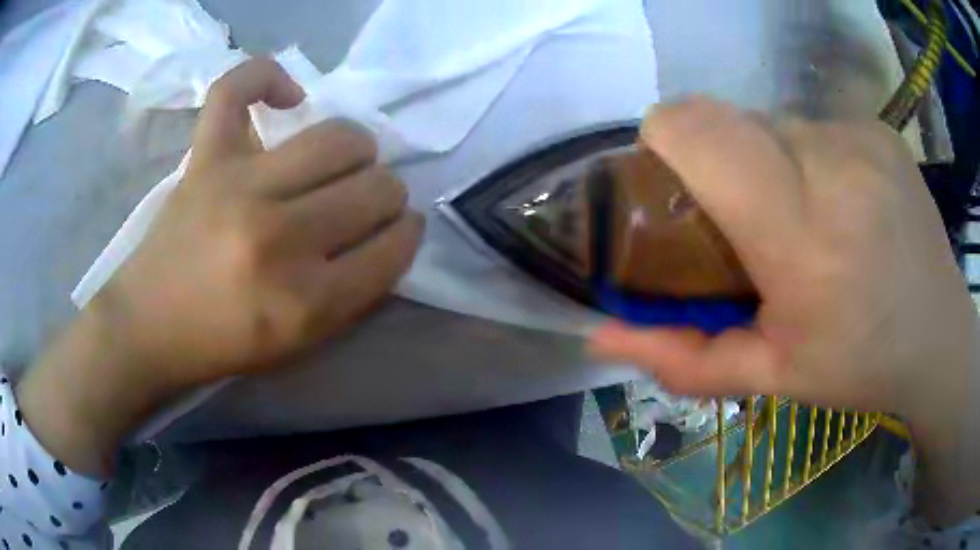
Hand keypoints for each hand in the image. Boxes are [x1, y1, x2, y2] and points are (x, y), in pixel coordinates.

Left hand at [17, 58, 422, 473]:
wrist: (148, 325)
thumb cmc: (222, 343)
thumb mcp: (300, 343)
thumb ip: (354, 293)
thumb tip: (390, 233)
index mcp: (305, 302)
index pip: (392, 249)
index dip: (407, 235)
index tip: (401, 229)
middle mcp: (277, 237)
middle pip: (375, 188)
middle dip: (387, 195)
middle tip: (368, 202)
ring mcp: (238, 184)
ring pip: (338, 137)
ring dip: (359, 148)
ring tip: (343, 160)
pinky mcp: (205, 156)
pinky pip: (239, 88)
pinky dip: (268, 76)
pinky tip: (287, 98)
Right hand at [588, 98, 979, 522]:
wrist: (939, 337)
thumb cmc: (859, 366)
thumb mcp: (769, 378)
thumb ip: (681, 359)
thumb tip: (597, 335)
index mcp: (802, 234)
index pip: (696, 130)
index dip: (663, 140)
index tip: (670, 185)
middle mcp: (831, 162)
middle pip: (729, 120)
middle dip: (719, 164)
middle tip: (748, 223)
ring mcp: (859, 136)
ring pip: (771, 122)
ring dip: (767, 163)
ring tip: (801, 218)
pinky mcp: (876, 127)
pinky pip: (812, 125)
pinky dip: (807, 158)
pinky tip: (838, 204)